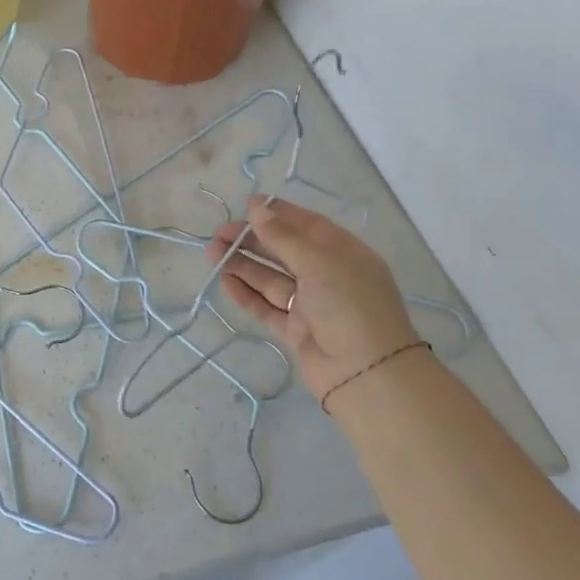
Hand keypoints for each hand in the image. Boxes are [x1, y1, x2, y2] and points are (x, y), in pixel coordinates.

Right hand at [206, 196, 418, 408]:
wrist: (367, 374)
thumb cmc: (349, 306)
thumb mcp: (318, 263)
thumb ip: (283, 237)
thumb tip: (256, 206)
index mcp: (344, 254)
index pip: (307, 226)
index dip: (278, 213)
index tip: (246, 205)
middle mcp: (329, 276)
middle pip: (284, 252)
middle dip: (252, 240)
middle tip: (218, 234)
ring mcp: (312, 305)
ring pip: (271, 279)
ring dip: (243, 266)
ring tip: (212, 254)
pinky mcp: (296, 331)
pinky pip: (267, 307)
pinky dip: (246, 294)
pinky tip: (225, 282)